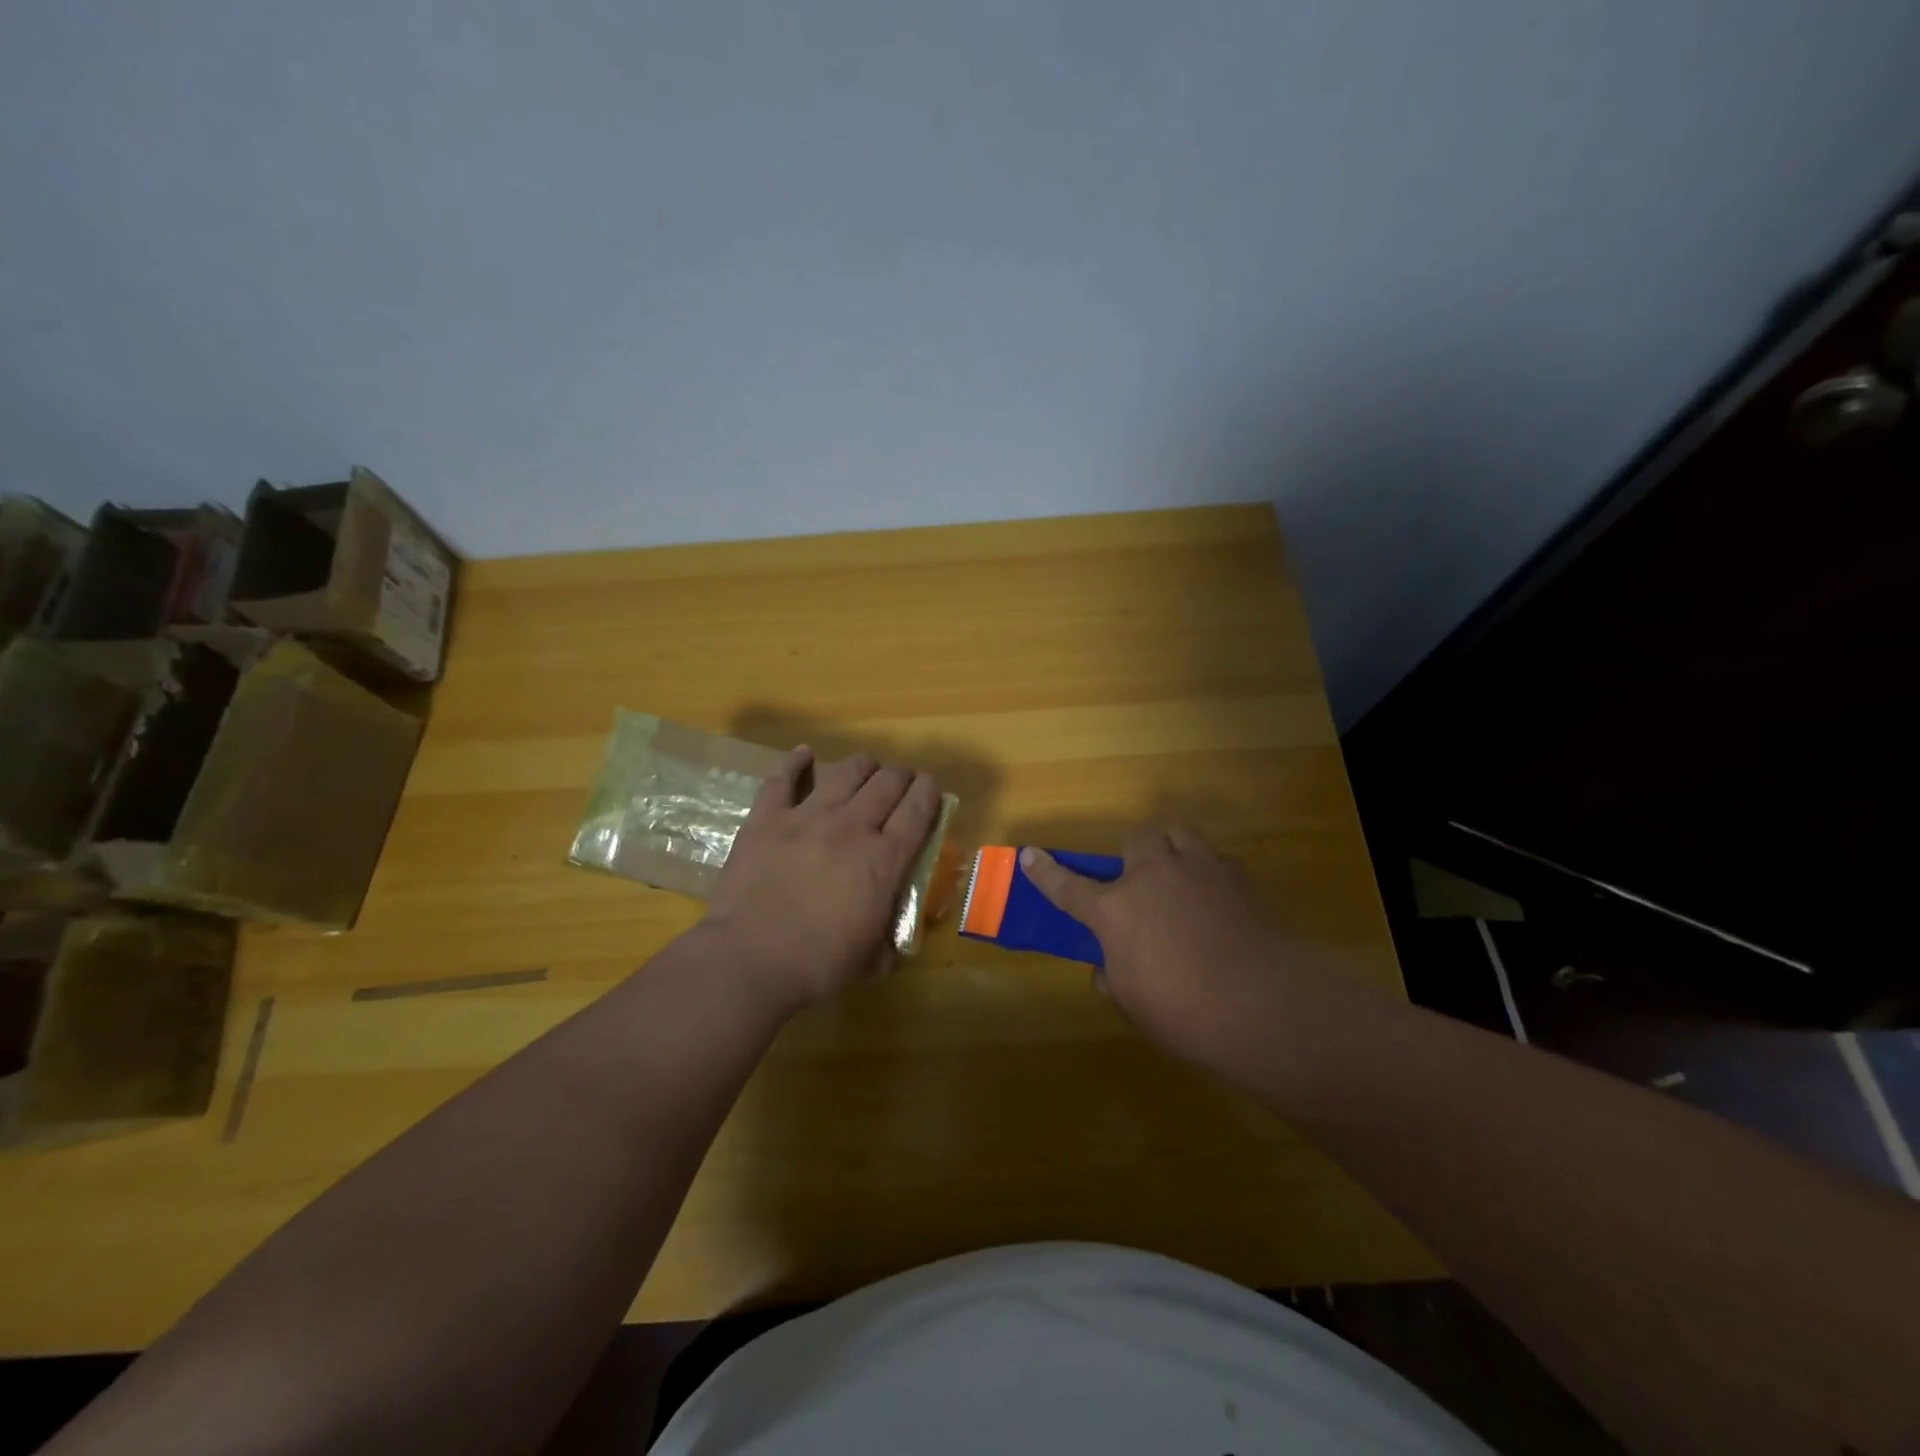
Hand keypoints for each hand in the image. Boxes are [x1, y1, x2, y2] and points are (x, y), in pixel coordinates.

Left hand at [703, 746, 941, 1013]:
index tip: (930, 788)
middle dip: (900, 775)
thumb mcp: (872, 960)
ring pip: (845, 772)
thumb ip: (888, 942)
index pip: (918, 810)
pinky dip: (795, 762)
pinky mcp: (767, 819)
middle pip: (886, 782)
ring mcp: (807, 817)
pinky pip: (783, 779)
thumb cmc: (818, 965)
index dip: (929, 792)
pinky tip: (803, 754)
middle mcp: (852, 827)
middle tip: (900, 781)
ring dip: (862, 765)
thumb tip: (892, 945)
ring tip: (865, 767)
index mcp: (884, 859)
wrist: (750, 960)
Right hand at [1020, 826, 1283, 1068]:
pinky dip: (1208, 871)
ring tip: (1181, 877)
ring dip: (1172, 849)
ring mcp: (1198, 869)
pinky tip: (1218, 901)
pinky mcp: (1238, 875)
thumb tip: (1108, 966)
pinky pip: (1214, 858)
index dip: (1045, 871)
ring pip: (1177, 832)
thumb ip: (1112, 977)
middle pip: (1136, 839)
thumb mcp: (1133, 1003)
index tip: (1029, 855)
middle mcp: (1152, 876)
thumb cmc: (1186, 1013)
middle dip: (1134, 854)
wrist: (1266, 1006)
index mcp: (1115, 909)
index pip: (1067, 885)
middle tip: (1142, 883)